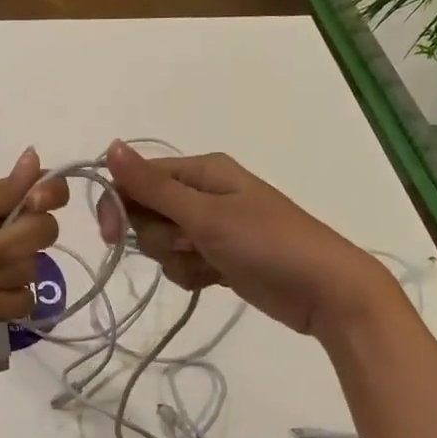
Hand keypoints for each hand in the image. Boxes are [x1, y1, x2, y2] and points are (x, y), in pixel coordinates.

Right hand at [98, 142, 388, 337]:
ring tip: (211, 263)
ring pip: (162, 242)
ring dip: (178, 258)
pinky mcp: (218, 257)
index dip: (118, 205)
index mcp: (201, 171)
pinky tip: (216, 279)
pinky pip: (182, 263)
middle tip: (190, 244)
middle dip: (159, 236)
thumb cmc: (267, 243)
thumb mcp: (205, 214)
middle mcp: (202, 193)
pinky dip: (192, 274)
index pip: (137, 179)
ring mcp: (211, 227)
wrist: (325, 292)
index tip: (111, 237)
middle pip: (146, 213)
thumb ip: (153, 185)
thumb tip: (111, 145)